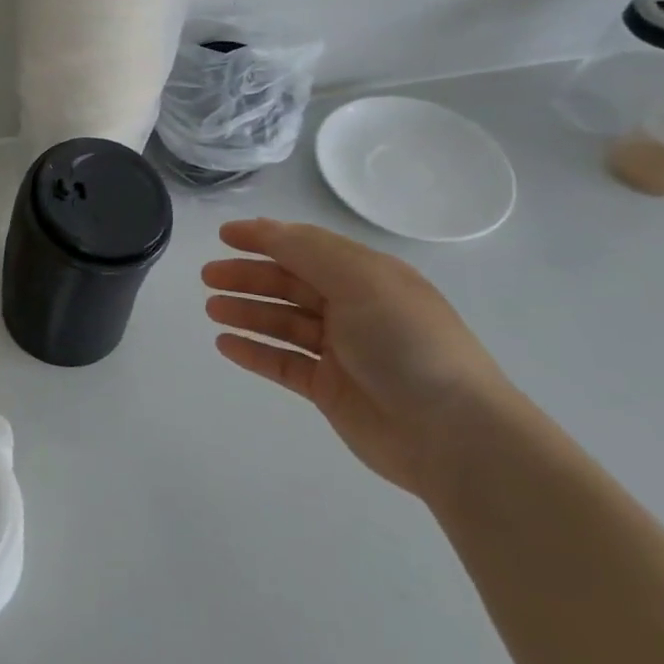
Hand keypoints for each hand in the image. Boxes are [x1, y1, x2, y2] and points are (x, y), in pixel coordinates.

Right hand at [201, 219, 514, 499]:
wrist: (454, 436)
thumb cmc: (408, 344)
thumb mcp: (361, 281)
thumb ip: (307, 251)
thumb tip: (264, 227)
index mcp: (368, 278)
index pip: (307, 248)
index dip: (265, 238)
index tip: (224, 234)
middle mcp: (354, 309)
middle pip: (289, 284)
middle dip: (248, 276)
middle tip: (208, 277)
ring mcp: (341, 351)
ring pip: (282, 323)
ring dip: (246, 312)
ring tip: (211, 309)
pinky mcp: (329, 389)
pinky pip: (282, 362)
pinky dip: (254, 351)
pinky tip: (225, 344)